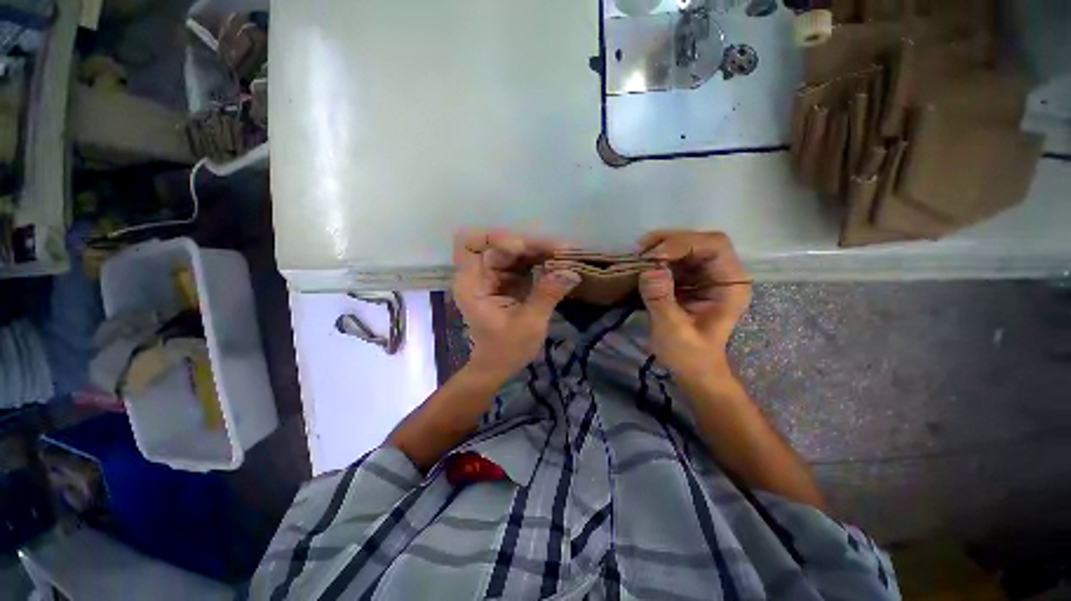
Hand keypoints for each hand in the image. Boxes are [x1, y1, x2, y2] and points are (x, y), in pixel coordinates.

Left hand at [452, 229, 579, 380]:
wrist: (499, 367)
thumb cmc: (506, 350)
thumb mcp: (528, 324)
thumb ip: (547, 295)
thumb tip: (571, 271)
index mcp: (472, 284)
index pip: (470, 244)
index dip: (495, 239)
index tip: (522, 249)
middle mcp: (479, 274)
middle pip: (499, 245)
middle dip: (529, 245)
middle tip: (560, 250)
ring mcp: (494, 276)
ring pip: (515, 252)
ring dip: (539, 252)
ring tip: (565, 256)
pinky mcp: (508, 281)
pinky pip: (524, 263)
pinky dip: (541, 262)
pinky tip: (559, 264)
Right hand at [636, 230, 751, 379]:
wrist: (693, 370)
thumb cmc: (689, 355)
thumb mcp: (673, 330)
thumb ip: (661, 299)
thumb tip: (650, 269)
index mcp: (730, 285)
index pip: (714, 246)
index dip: (684, 244)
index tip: (654, 257)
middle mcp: (722, 274)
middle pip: (699, 240)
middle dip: (669, 241)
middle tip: (640, 250)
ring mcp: (706, 275)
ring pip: (686, 246)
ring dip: (660, 246)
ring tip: (637, 255)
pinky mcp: (690, 280)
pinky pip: (674, 259)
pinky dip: (657, 257)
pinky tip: (641, 263)